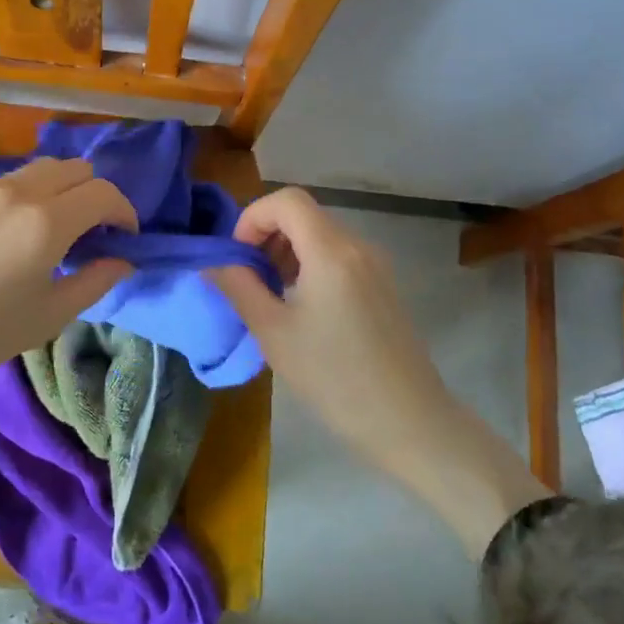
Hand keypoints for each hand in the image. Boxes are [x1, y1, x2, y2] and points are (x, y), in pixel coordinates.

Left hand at [0, 159, 136, 476]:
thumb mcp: (47, 316)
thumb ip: (94, 282)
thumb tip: (123, 261)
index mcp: (48, 221)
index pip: (103, 193)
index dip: (125, 212)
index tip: (126, 238)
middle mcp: (21, 193)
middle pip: (76, 169)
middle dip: (97, 195)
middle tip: (94, 233)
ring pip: (43, 168)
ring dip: (64, 188)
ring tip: (59, 228)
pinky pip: (12, 180)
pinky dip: (33, 192)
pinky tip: (19, 230)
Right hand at [208, 187, 447, 463]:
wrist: (409, 423)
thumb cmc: (334, 378)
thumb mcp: (273, 332)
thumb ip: (238, 286)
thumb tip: (213, 262)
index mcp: (331, 251)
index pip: (286, 200)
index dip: (253, 218)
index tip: (238, 257)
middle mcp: (358, 246)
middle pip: (303, 215)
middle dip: (267, 236)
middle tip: (249, 280)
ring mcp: (376, 266)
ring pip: (320, 235)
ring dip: (287, 252)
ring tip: (271, 297)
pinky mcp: (383, 286)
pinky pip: (339, 256)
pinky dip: (310, 266)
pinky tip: (302, 309)